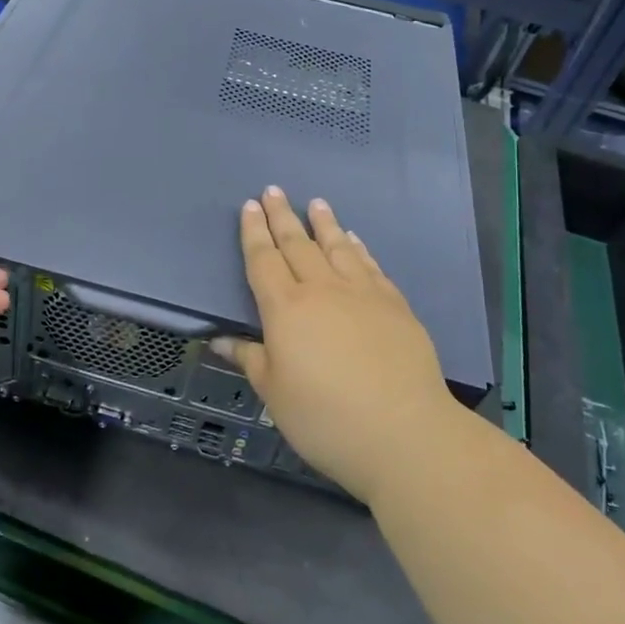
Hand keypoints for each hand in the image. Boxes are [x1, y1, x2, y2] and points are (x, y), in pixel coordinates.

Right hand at [214, 187, 461, 504]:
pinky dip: (359, 248)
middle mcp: (322, 290)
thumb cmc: (325, 418)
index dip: (254, 232)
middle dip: (282, 216)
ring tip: (316, 203)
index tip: (249, 206)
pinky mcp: (395, 306)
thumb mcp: (275, 394)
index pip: (264, 260)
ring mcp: (362, 294)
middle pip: (297, 244)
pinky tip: (354, 240)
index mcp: (285, 309)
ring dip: (323, 223)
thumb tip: (220, 341)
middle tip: (273, 191)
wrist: (404, 433)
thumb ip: (250, 360)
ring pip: (337, 247)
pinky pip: (370, 266)